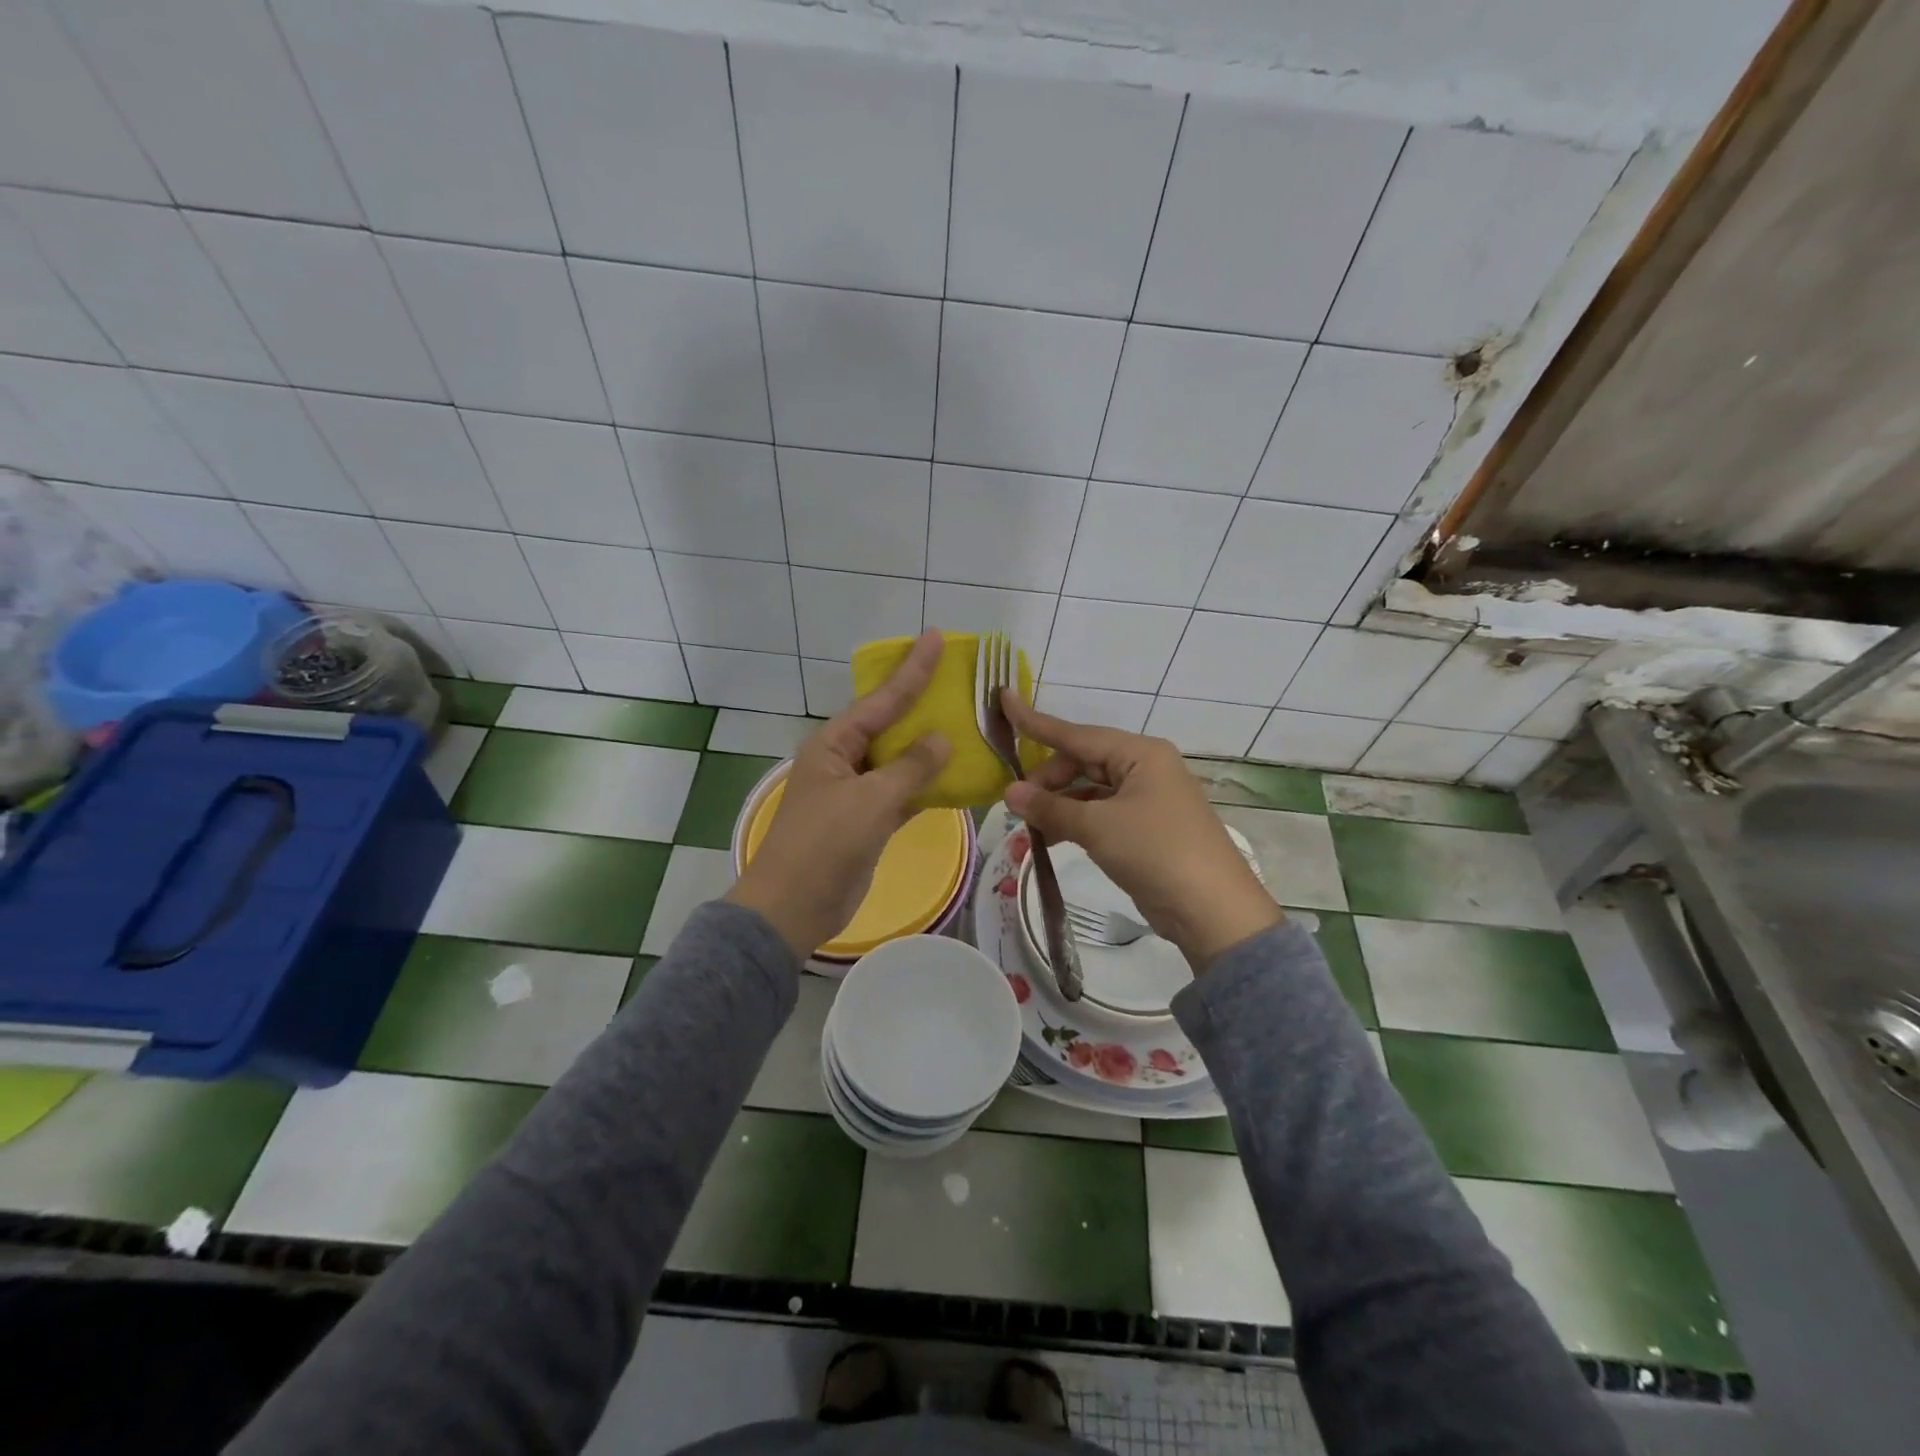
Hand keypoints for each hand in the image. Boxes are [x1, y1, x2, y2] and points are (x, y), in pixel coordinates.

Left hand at [726, 630, 951, 957]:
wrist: (794, 907)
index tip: (936, 638)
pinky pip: (903, 793)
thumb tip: (942, 739)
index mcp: (834, 744)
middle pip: (891, 725)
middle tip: (959, 680)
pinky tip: (957, 777)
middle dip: (923, 705)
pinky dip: (926, 787)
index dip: (912, 670)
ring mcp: (856, 793)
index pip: (882, 699)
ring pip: (900, 761)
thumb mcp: (870, 799)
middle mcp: (844, 760)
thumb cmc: (825, 843)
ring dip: (929, 749)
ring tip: (967, 724)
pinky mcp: (868, 822)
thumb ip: (910, 767)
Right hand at [1000, 694, 1282, 970]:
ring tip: (1027, 828)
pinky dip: (1075, 823)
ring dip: (1058, 807)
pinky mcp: (1144, 829)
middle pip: (1082, 762)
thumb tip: (1010, 793)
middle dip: (1048, 781)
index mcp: (1140, 753)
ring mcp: (1146, 800)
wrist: (1212, 910)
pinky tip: (1050, 839)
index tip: (1003, 701)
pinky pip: (1100, 815)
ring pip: (1089, 791)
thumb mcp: (1098, 827)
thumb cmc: (1155, 851)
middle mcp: (1144, 769)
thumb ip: (1051, 807)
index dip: (1036, 722)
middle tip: (1017, 805)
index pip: (1077, 734)